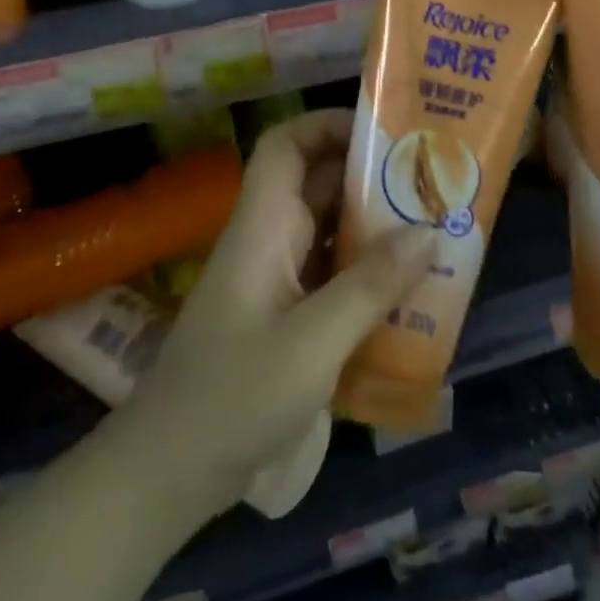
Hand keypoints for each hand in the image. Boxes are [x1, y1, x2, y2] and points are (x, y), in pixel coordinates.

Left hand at [118, 110, 434, 523]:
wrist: (168, 476)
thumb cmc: (234, 397)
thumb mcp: (312, 343)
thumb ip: (371, 286)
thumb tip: (429, 230)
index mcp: (262, 226)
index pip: (285, 145)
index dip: (327, 124)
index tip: (384, 131)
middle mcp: (267, 240)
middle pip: (315, 183)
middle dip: (368, 175)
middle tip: (428, 179)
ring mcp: (274, 279)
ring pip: (326, 229)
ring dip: (373, 225)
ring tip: (431, 226)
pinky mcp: (283, 316)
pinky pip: (330, 272)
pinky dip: (365, 270)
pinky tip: (405, 288)